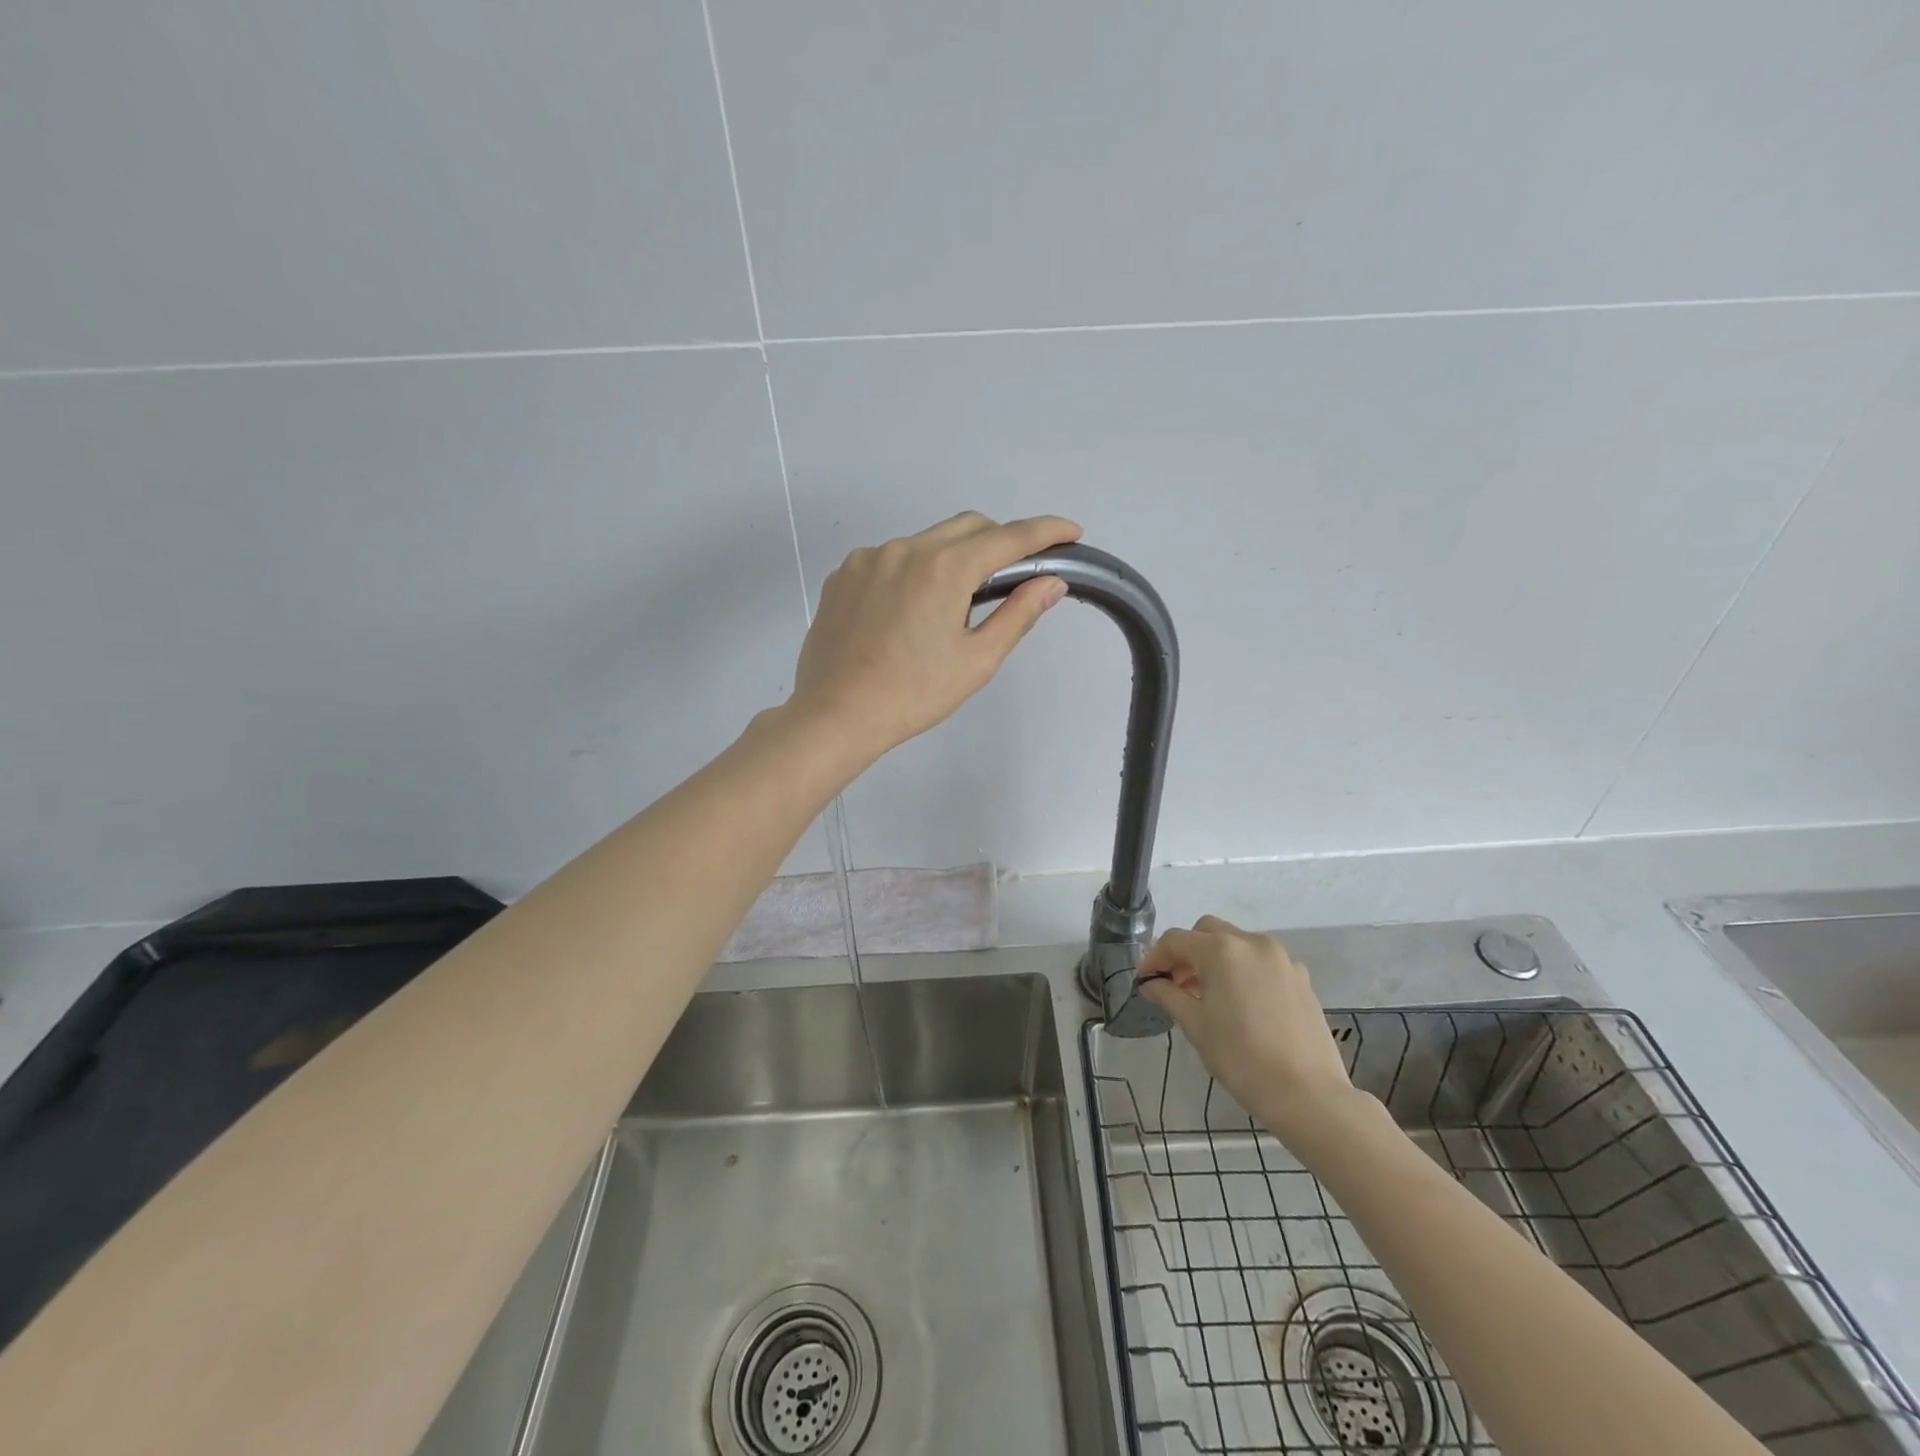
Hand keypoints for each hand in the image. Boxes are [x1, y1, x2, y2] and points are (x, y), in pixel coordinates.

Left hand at [789, 512, 1081, 761]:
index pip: (1009, 537)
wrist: (836, 714)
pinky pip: (890, 558)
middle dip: (999, 540)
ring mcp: (868, 558)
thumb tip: (1051, 582)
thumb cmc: (914, 695)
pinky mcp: (843, 575)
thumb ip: (1018, 613)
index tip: (1071, 532)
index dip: (1046, 530)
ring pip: (927, 540)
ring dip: (952, 557)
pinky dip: (913, 571)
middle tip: (1012, 576)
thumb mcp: (977, 660)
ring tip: (952, 605)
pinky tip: (908, 611)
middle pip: (968, 526)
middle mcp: (905, 549)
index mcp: (944, 568)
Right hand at [1138, 916, 1361, 1144]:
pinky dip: (1243, 970)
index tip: (1145, 979)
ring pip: (1237, 943)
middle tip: (1176, 983)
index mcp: (1222, 950)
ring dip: (1215, 959)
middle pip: (1207, 932)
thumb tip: (1152, 983)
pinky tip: (1241, 1003)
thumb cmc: (1241, 1058)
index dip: (1155, 957)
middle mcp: (1252, 943)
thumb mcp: (1196, 1026)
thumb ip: (1170, 995)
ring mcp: (1281, 958)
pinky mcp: (1300, 978)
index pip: (1176, 940)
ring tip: (1207, 994)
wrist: (1308, 1094)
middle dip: (1187, 952)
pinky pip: (1261, 962)